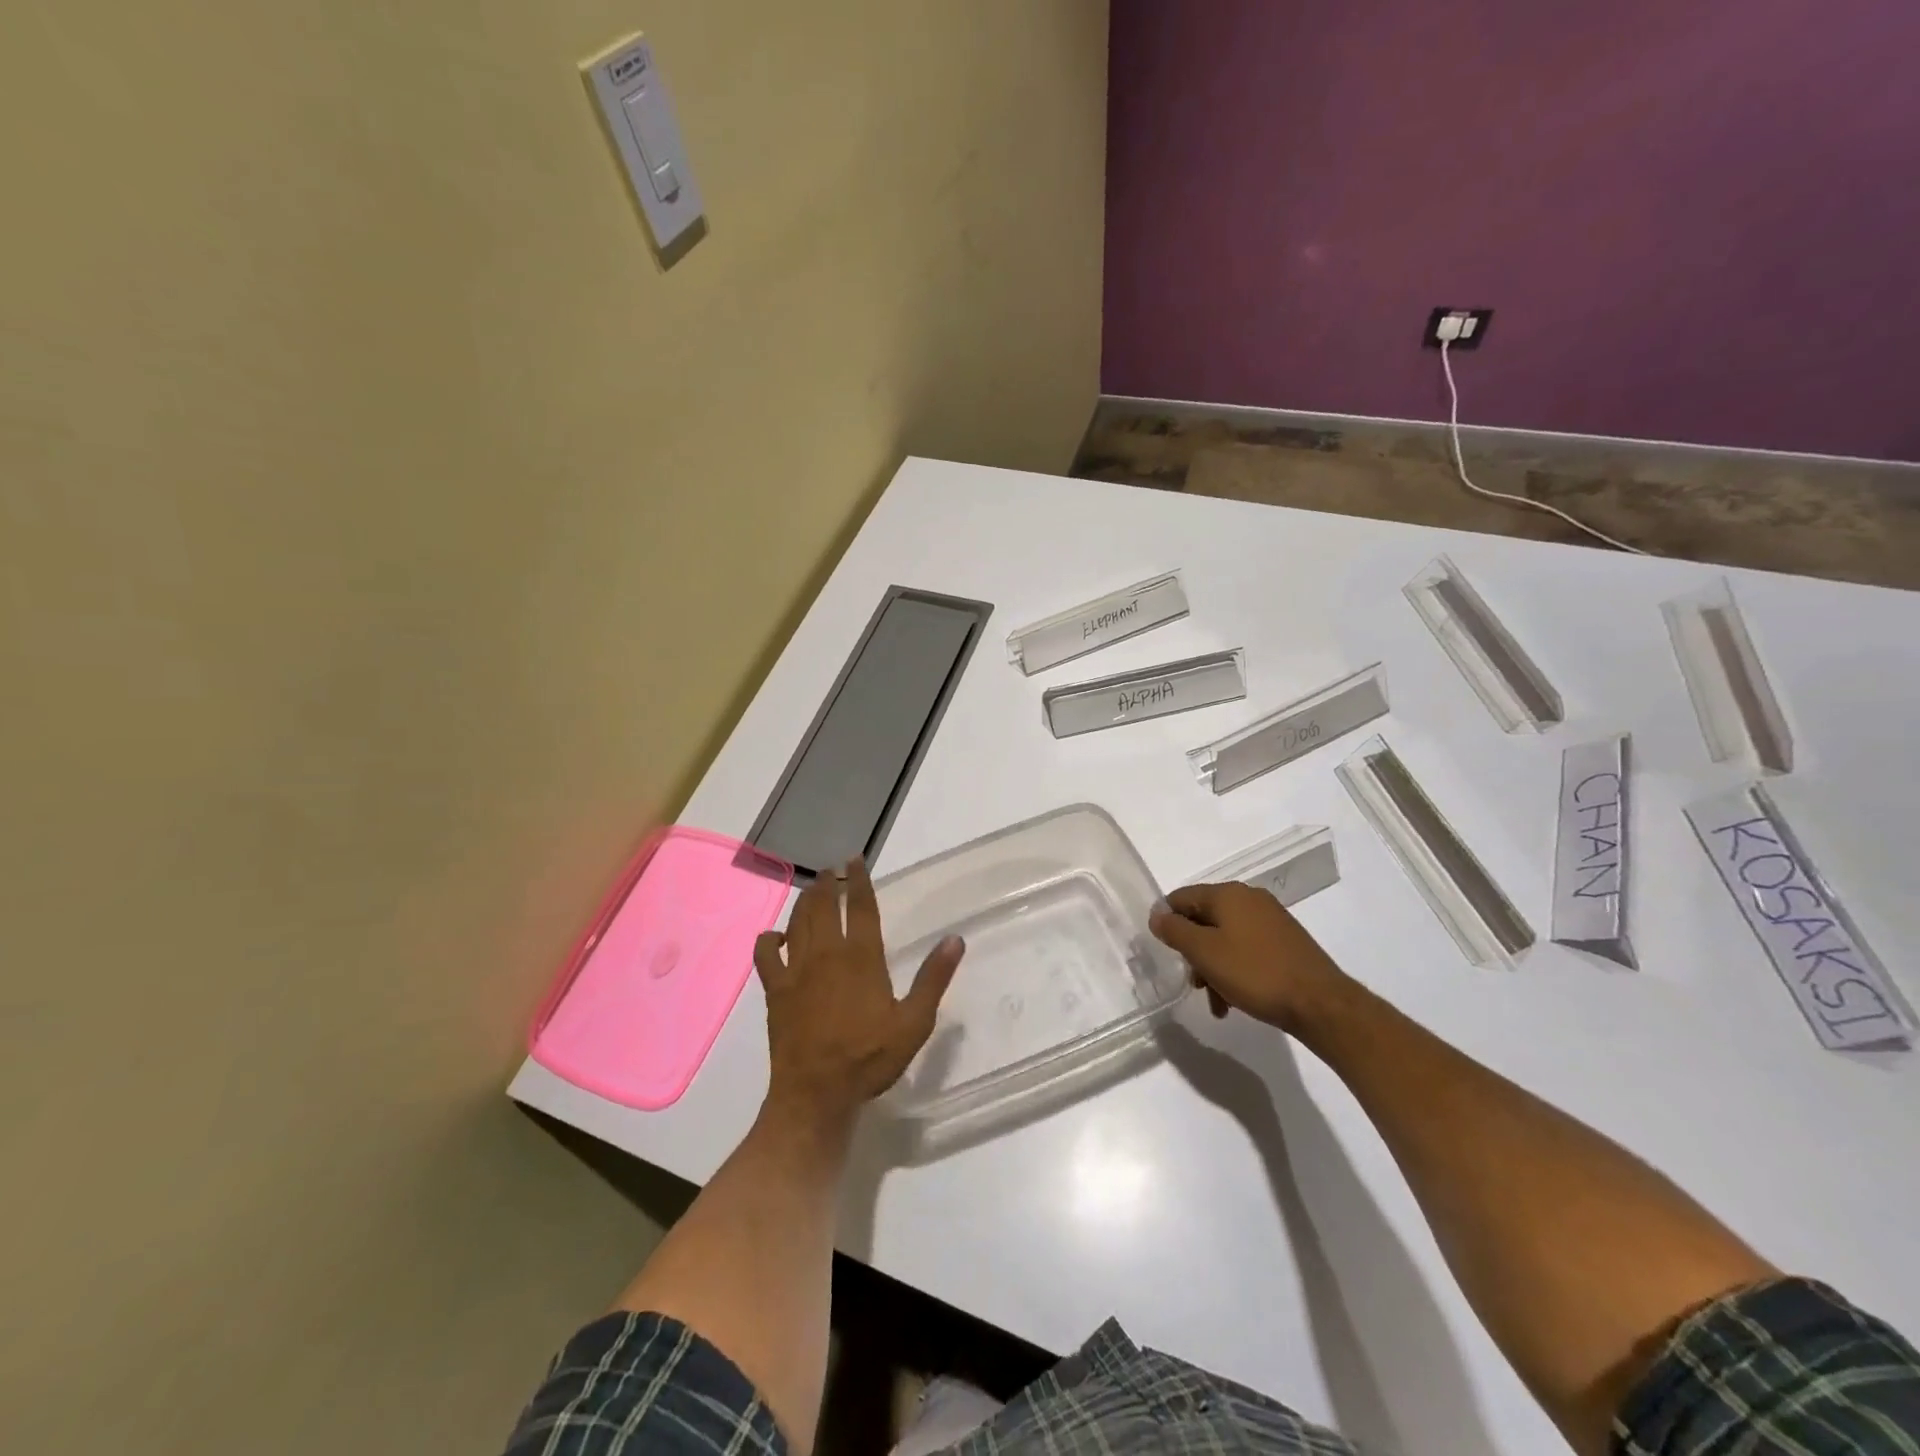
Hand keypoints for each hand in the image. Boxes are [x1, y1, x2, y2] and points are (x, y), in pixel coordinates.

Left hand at [754, 858, 964, 1128]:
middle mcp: (827, 954)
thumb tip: (955, 939)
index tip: (855, 860)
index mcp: (862, 958)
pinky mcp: (776, 989)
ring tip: (813, 890)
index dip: (859, 880)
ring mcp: (797, 970)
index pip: (861, 907)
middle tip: (832, 869)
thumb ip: (934, 978)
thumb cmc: (870, 1058)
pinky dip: (769, 938)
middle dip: (829, 883)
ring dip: (805, 902)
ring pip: (797, 922)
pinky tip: (777, 936)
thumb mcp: (914, 1022)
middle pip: (825, 906)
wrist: (817, 1093)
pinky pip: (765, 953)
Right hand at [1149, 881, 1352, 1036]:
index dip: (1167, 922)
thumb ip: (1175, 930)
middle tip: (1194, 983)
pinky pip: (1247, 951)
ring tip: (1217, 1002)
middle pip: (1204, 919)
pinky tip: (1235, 1001)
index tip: (1165, 951)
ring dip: (1213, 967)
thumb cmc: (1255, 973)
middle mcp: (1249, 899)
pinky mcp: (1285, 943)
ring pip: (1225, 939)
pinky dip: (1235, 971)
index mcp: (1228, 894)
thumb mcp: (1204, 952)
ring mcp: (1271, 921)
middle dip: (1194, 952)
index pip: (1181, 897)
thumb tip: (1158, 915)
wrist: (1320, 1004)